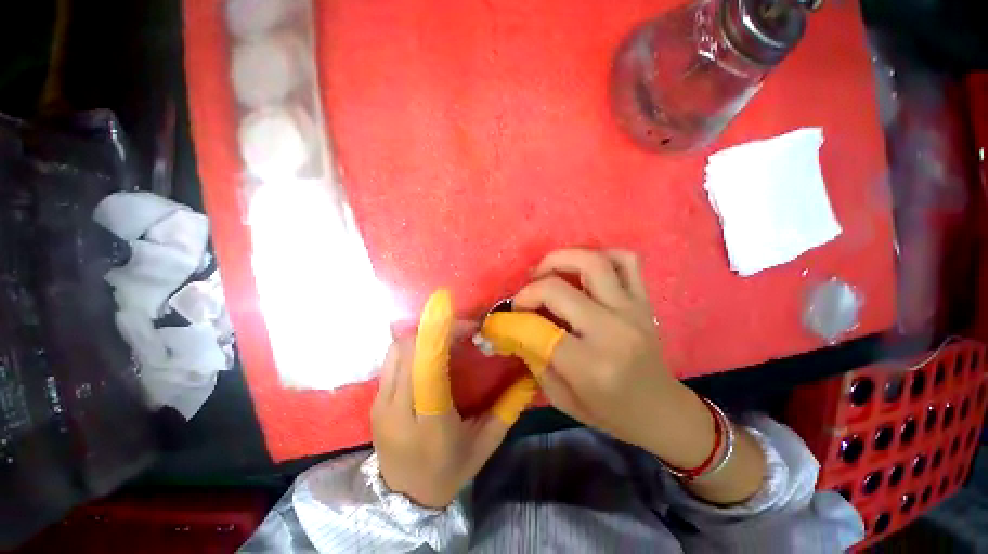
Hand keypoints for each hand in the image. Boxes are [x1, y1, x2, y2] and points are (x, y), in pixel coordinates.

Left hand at [372, 290, 536, 508]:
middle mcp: (399, 412)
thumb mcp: (485, 444)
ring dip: (422, 335)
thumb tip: (528, 376)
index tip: (447, 306)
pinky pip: (391, 359)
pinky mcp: (374, 401)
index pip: (429, 371)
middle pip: (409, 350)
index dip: (436, 334)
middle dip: (435, 329)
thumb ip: (508, 409)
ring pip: (396, 350)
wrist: (404, 500)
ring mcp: (381, 405)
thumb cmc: (450, 472)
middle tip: (463, 329)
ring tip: (446, 337)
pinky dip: (411, 345)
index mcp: (431, 426)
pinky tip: (429, 351)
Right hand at [479, 249, 715, 469]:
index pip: (538, 329)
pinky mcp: (644, 300)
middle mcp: (612, 330)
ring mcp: (632, 310)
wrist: (661, 410)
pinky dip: (601, 256)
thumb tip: (512, 328)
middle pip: (557, 289)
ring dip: (559, 259)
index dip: (512, 321)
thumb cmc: (610, 413)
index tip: (503, 320)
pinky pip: (626, 260)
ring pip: (592, 262)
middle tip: (522, 300)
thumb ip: (534, 358)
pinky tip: (584, 270)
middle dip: (529, 290)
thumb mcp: (561, 397)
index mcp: (591, 365)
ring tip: (546, 273)